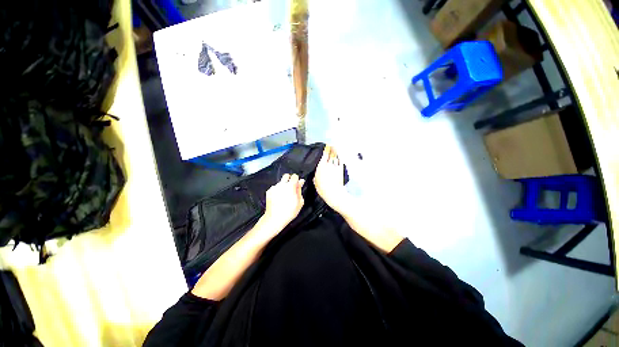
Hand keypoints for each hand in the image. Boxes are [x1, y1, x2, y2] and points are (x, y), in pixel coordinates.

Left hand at [262, 173, 305, 231]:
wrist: (275, 218)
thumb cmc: (289, 212)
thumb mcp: (299, 202)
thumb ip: (300, 190)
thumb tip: (301, 182)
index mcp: (290, 186)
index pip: (295, 176)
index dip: (297, 180)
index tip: (297, 184)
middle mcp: (281, 185)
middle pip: (286, 176)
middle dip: (289, 179)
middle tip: (291, 187)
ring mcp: (274, 187)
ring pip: (280, 182)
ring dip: (283, 186)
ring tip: (284, 196)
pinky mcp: (269, 191)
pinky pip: (275, 188)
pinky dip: (277, 191)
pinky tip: (279, 199)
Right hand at [313, 145, 350, 213]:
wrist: (334, 193)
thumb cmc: (323, 189)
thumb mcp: (315, 182)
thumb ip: (316, 176)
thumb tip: (316, 175)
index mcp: (321, 167)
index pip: (324, 155)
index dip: (326, 150)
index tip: (326, 146)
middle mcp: (328, 165)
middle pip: (331, 155)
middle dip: (331, 149)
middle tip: (331, 145)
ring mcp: (335, 167)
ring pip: (336, 157)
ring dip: (336, 152)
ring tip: (335, 148)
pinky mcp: (341, 170)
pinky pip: (340, 162)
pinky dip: (340, 158)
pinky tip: (339, 156)